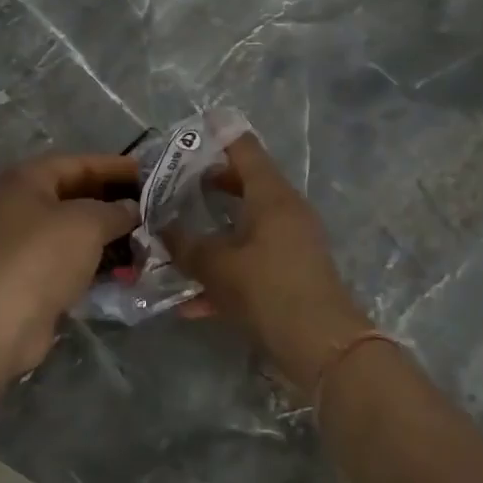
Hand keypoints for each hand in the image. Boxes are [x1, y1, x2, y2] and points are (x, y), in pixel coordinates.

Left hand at [0, 152, 140, 377]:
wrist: (0, 322)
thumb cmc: (42, 256)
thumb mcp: (87, 223)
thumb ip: (116, 210)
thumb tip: (133, 209)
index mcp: (28, 179)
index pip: (80, 163)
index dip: (117, 167)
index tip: (152, 174)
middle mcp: (22, 204)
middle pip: (77, 194)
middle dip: (115, 201)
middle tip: (154, 207)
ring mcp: (24, 242)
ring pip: (75, 229)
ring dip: (109, 234)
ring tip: (148, 238)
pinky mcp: (31, 275)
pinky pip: (71, 258)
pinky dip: (96, 260)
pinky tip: (127, 267)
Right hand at [162, 134, 369, 393]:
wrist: (322, 347)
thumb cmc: (268, 289)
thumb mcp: (216, 266)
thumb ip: (184, 244)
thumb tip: (160, 229)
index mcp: (271, 194)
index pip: (243, 148)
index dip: (215, 136)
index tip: (187, 134)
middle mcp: (285, 210)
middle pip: (244, 183)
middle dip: (207, 184)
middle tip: (172, 186)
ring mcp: (292, 242)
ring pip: (245, 224)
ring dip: (213, 230)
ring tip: (176, 238)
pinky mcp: (292, 273)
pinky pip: (252, 259)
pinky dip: (226, 269)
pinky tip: (192, 302)